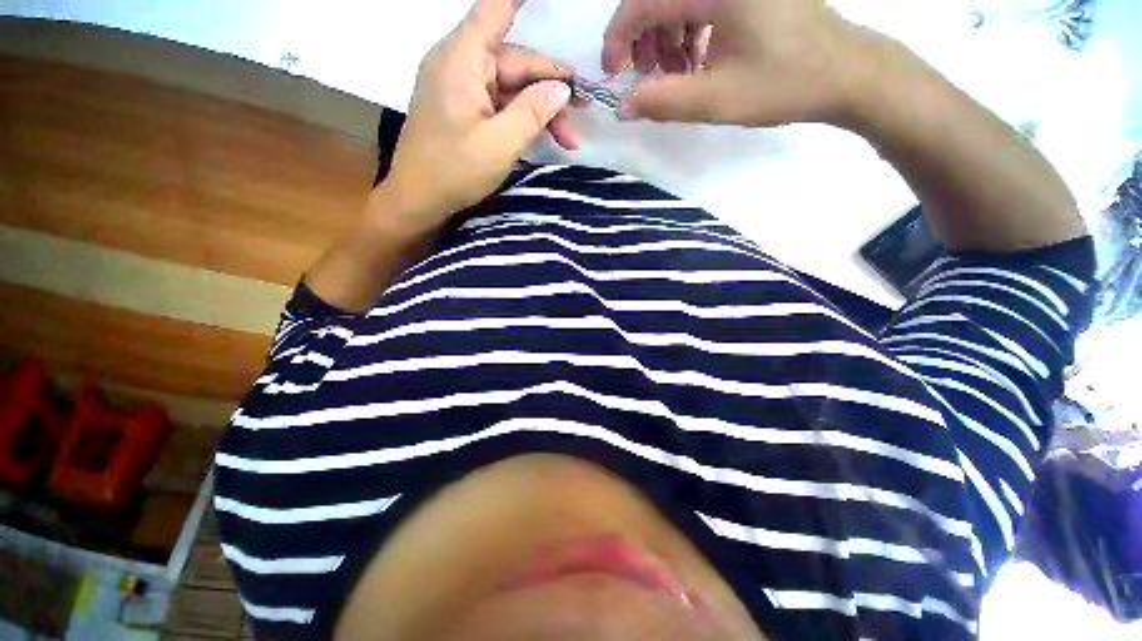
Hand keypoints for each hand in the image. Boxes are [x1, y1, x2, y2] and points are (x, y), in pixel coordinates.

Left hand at [377, 0, 575, 230]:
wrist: (418, 200)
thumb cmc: (453, 172)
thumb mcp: (500, 145)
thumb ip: (533, 113)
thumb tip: (562, 88)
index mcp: (463, 59)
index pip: (496, 9)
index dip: (522, 1)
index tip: (551, 1)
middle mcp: (461, 63)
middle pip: (515, 61)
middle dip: (550, 89)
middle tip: (580, 116)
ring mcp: (462, 86)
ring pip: (511, 86)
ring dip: (540, 110)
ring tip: (567, 139)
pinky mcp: (464, 107)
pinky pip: (500, 102)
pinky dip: (523, 119)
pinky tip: (542, 137)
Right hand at [602, 0, 878, 126]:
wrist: (845, 72)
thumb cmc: (784, 84)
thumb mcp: (717, 99)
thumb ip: (663, 102)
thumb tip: (623, 106)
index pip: (644, 1)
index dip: (619, 36)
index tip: (611, 72)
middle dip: (643, 40)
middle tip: (648, 79)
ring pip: (679, 0)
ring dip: (665, 39)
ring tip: (676, 76)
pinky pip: (702, 3)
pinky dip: (689, 32)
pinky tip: (697, 61)